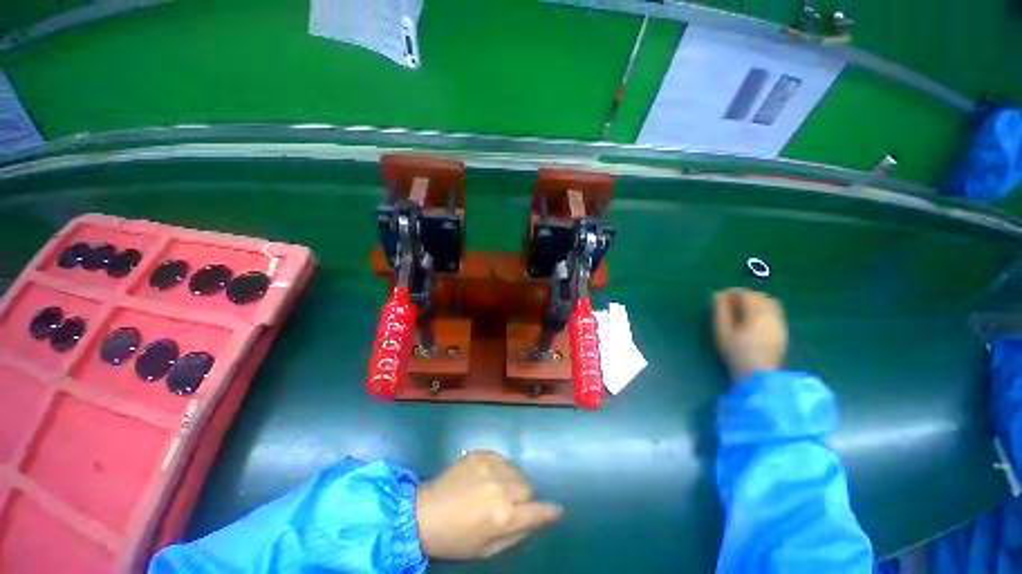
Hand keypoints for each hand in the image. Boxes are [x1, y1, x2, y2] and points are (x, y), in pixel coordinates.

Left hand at [416, 451, 561, 559]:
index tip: (556, 510)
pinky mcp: (481, 454)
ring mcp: (490, 466)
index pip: (537, 511)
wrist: (424, 512)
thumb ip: (515, 534)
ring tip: (499, 488)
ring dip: (513, 480)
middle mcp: (501, 487)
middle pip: (528, 487)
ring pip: (517, 470)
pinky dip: (501, 467)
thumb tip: (534, 520)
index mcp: (503, 516)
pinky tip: (489, 475)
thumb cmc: (455, 538)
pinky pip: (502, 458)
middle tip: (510, 504)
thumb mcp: (486, 549)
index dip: (549, 511)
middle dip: (525, 497)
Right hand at [712, 288, 787, 379]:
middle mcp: (772, 315)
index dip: (731, 292)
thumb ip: (720, 311)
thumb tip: (717, 295)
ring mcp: (780, 323)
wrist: (758, 375)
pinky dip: (763, 310)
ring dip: (755, 302)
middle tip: (728, 303)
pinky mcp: (782, 332)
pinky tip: (753, 320)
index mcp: (757, 314)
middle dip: (744, 295)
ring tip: (741, 311)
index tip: (719, 297)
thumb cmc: (735, 352)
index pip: (745, 294)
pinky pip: (775, 312)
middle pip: (760, 296)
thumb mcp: (722, 331)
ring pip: (770, 303)